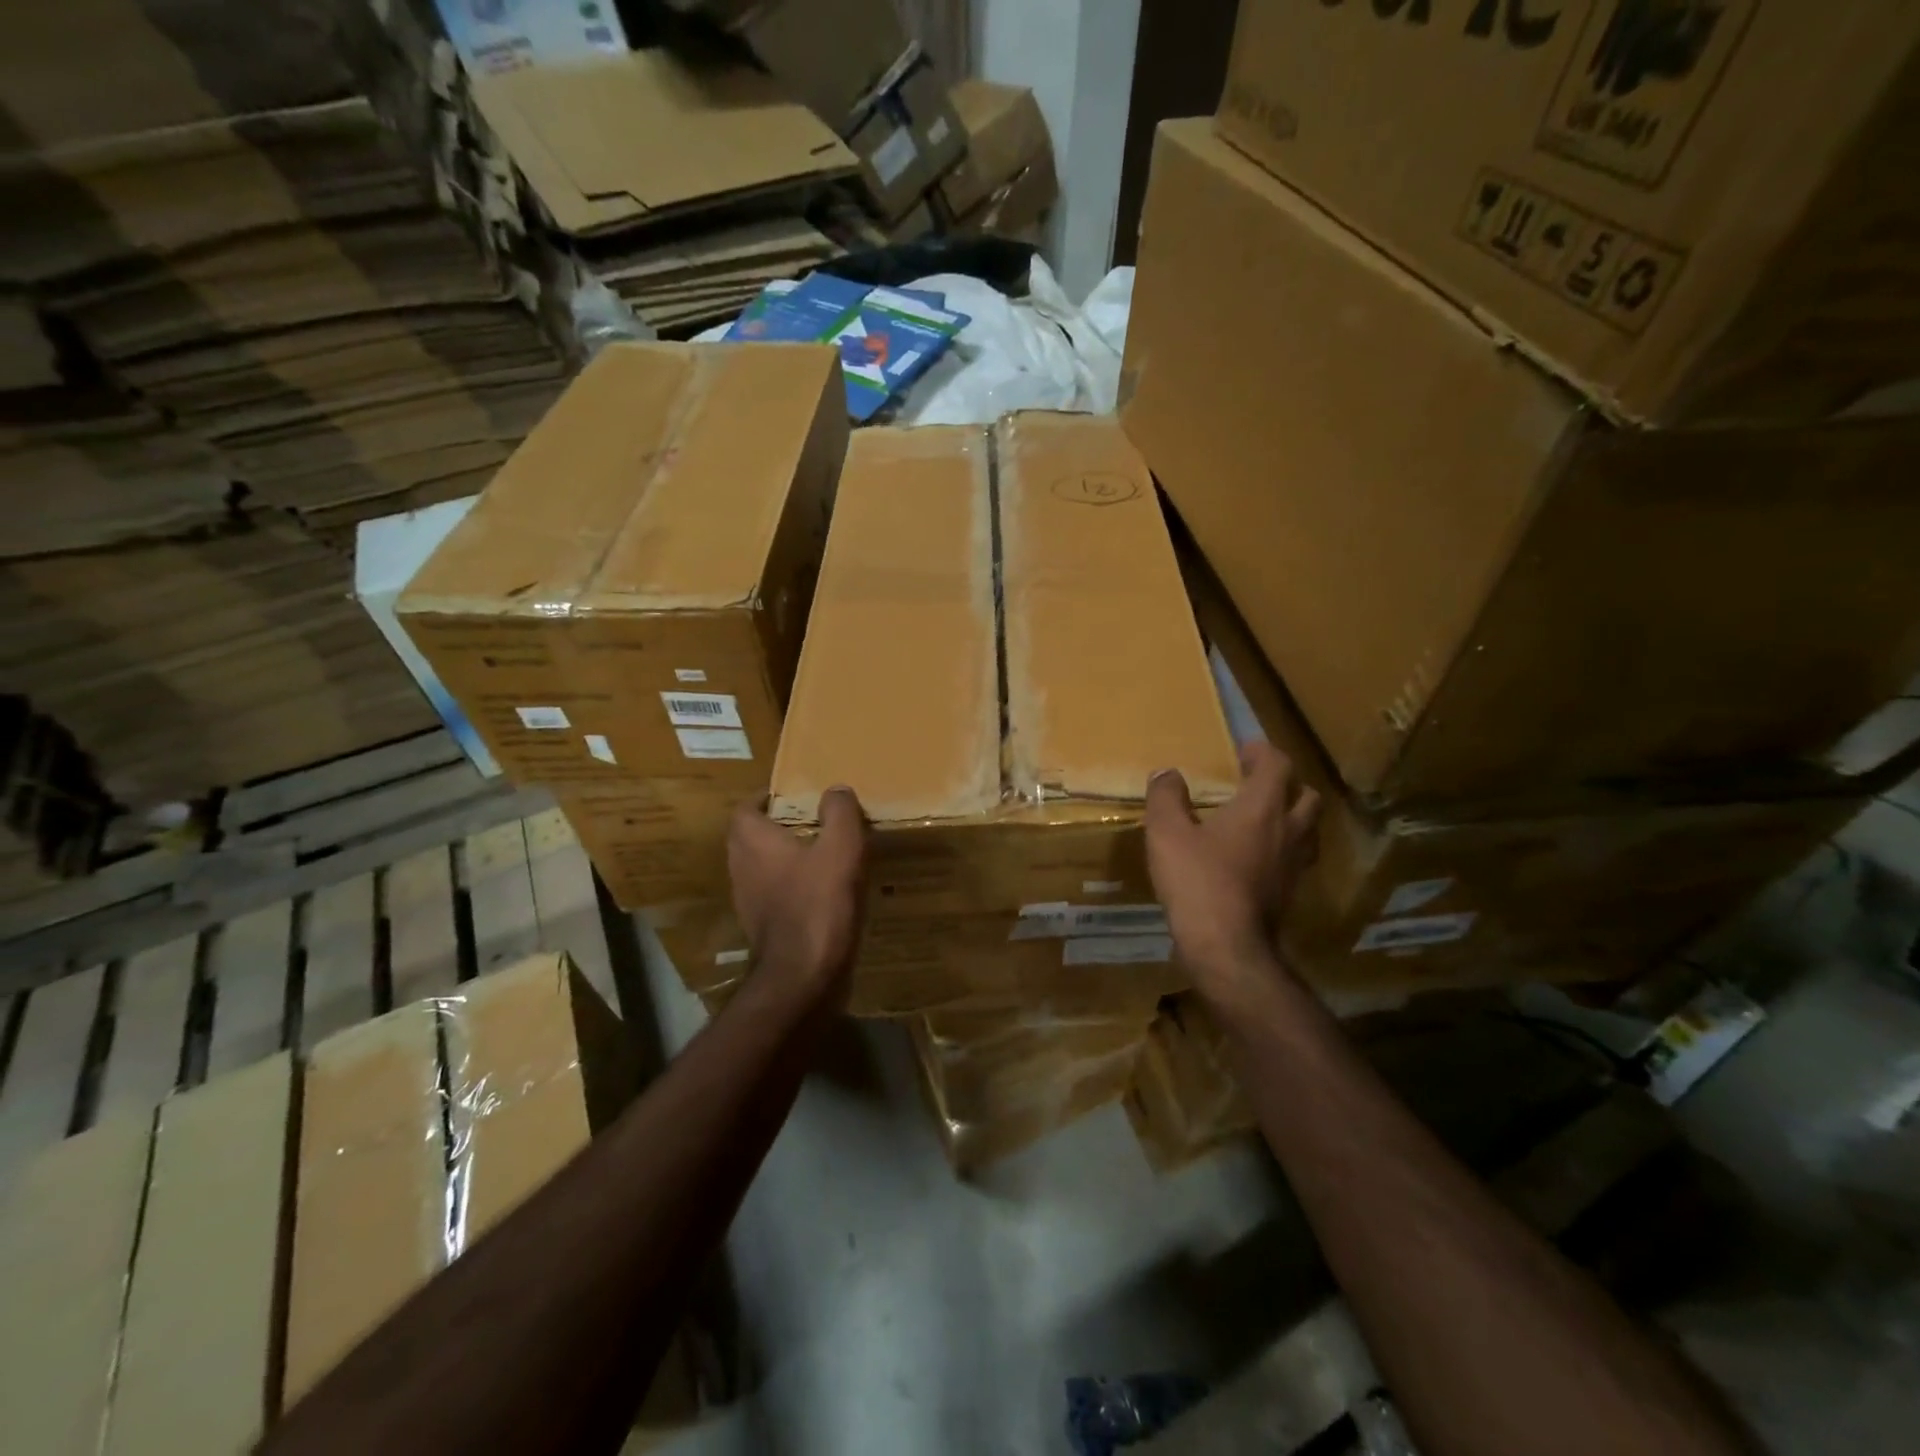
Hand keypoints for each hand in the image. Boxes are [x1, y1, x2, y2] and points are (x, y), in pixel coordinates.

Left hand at [727, 787, 868, 1001]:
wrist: (803, 977)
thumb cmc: (818, 904)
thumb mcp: (841, 848)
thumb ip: (839, 813)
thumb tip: (835, 789)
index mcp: (753, 841)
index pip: (746, 808)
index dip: (765, 799)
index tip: (792, 795)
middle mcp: (742, 867)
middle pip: (751, 837)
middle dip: (777, 826)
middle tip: (811, 821)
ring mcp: (748, 901)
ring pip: (762, 867)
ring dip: (785, 858)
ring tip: (821, 853)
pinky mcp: (763, 928)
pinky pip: (774, 894)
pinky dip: (792, 887)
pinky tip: (822, 891)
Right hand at [1145, 739, 1321, 1000]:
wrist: (1226, 946)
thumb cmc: (1197, 881)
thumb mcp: (1167, 833)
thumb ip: (1166, 797)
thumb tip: (1166, 773)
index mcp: (1262, 808)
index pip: (1278, 765)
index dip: (1263, 753)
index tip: (1244, 750)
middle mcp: (1289, 830)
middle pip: (1306, 795)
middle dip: (1286, 783)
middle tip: (1257, 784)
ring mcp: (1294, 865)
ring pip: (1308, 829)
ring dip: (1292, 816)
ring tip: (1262, 819)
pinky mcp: (1290, 892)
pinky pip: (1296, 858)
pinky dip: (1283, 848)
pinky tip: (1257, 858)